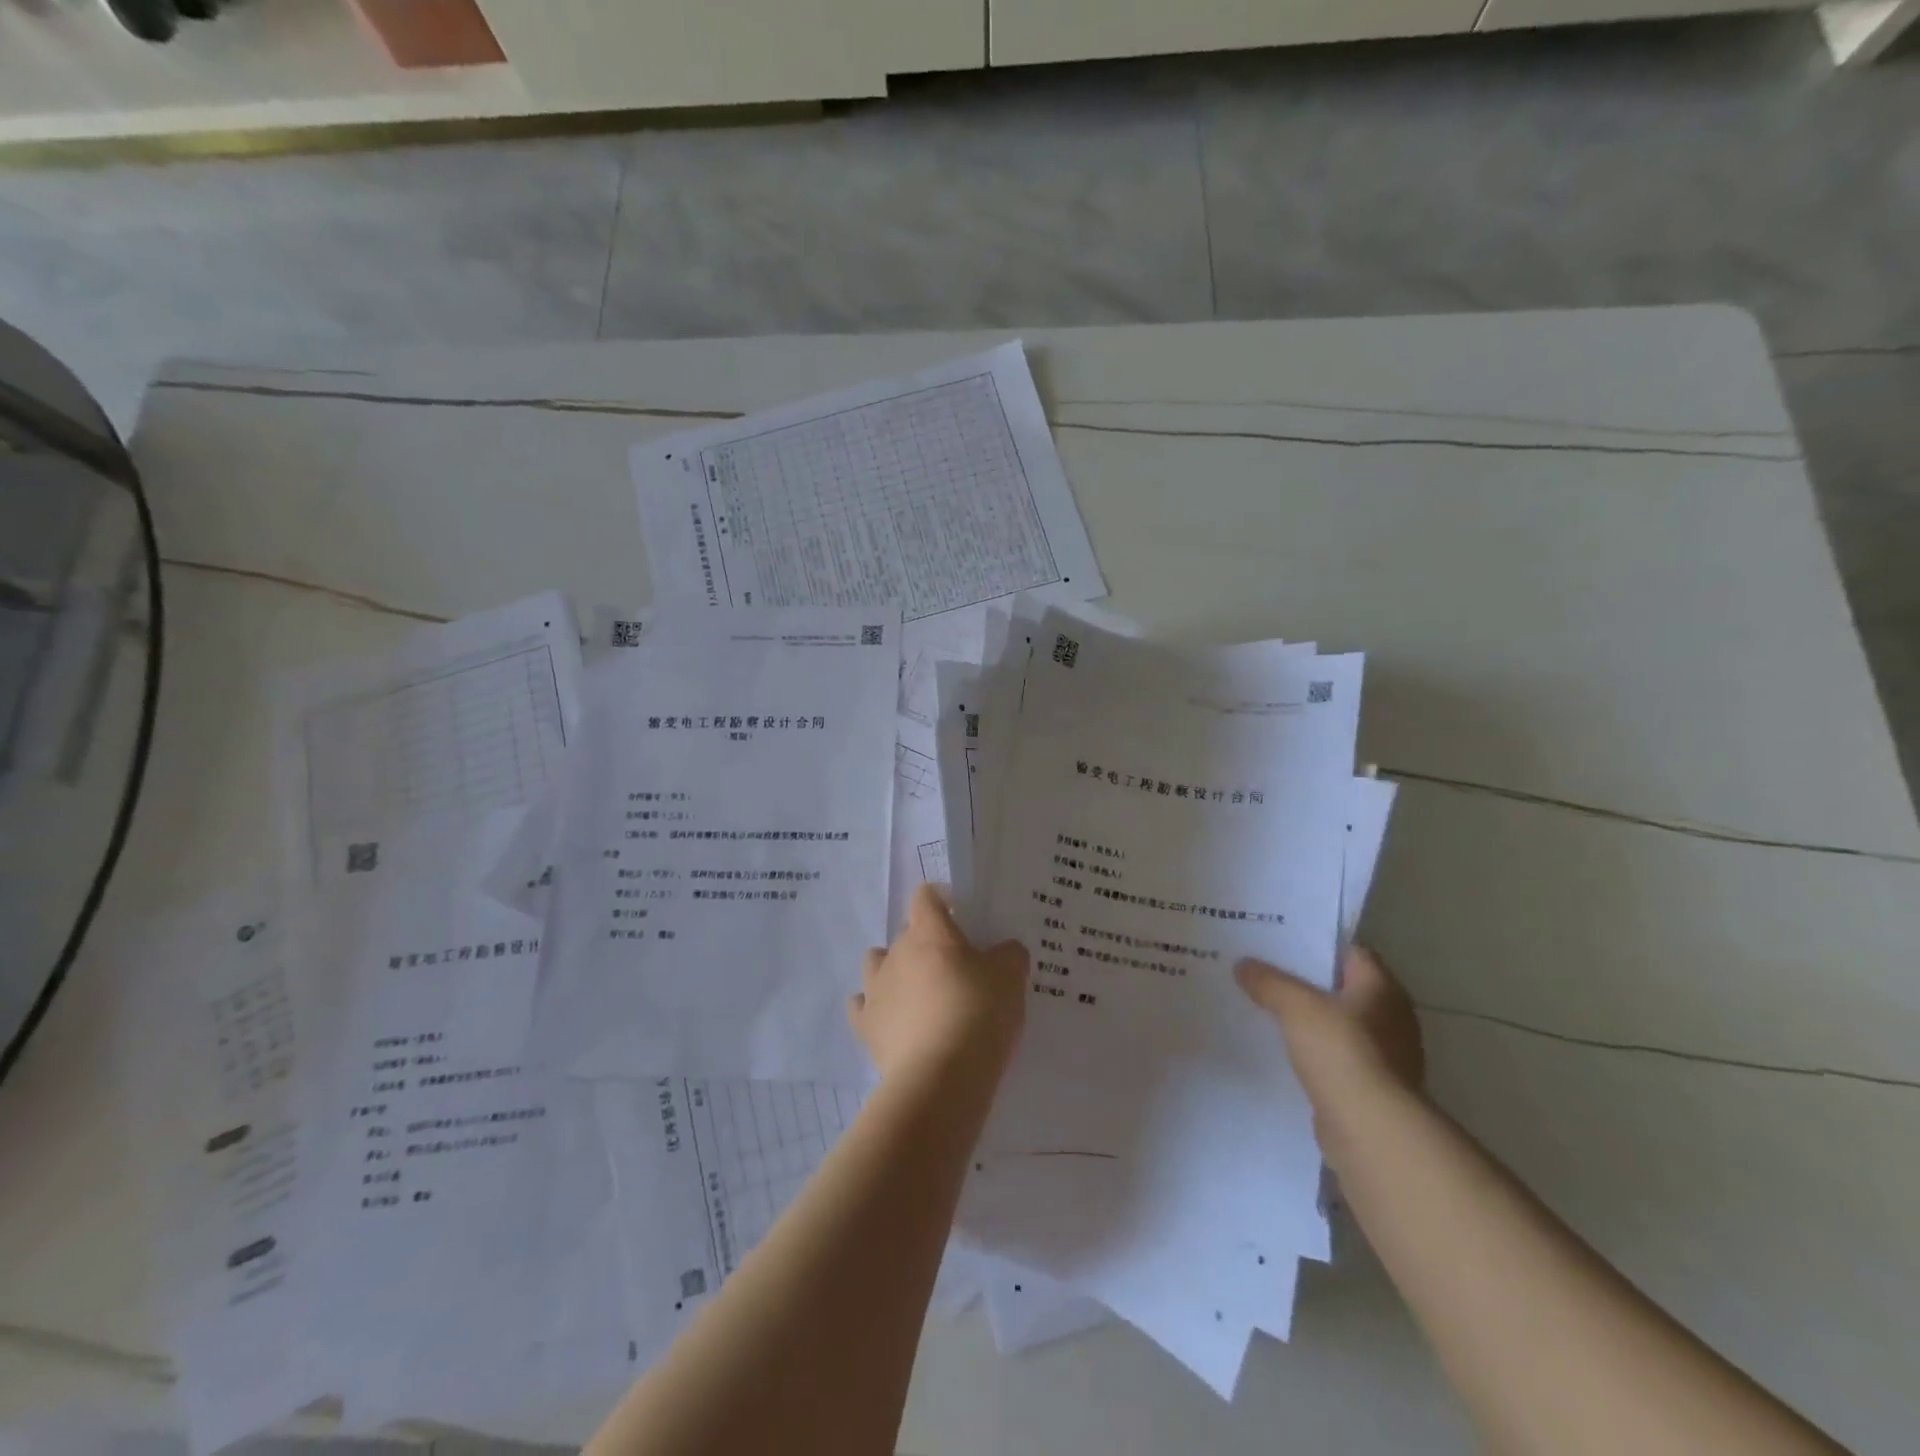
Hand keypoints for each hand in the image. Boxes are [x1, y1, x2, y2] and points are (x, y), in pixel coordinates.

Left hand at [850, 883, 1028, 1083]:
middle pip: (906, 932)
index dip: (940, 899)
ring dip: (894, 969)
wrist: (941, 1077)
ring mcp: (876, 989)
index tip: (959, 914)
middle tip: (954, 965)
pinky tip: (892, 1019)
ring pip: (876, 963)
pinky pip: (861, 1006)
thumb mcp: (1011, 977)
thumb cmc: (978, 1013)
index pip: (925, 896)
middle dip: (926, 942)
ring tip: (919, 991)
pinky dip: (874, 1007)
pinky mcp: (866, 1026)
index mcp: (929, 933)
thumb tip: (1004, 950)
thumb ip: (1009, 954)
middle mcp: (897, 952)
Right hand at [1236, 946, 1424, 1112]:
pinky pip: (1334, 1056)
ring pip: (1336, 1024)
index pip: (1350, 952)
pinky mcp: (1370, 1087)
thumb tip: (1243, 964)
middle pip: (1342, 987)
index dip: (1316, 943)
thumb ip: (1269, 981)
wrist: (1371, 1131)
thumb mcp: (1296, 1006)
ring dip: (1307, 1019)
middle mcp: (1391, 1017)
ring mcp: (1384, 1055)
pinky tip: (1281, 1049)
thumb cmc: (1341, 1053)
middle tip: (1262, 970)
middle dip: (1305, 981)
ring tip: (1264, 1007)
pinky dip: (1312, 1051)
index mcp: (1382, 988)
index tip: (1279, 940)